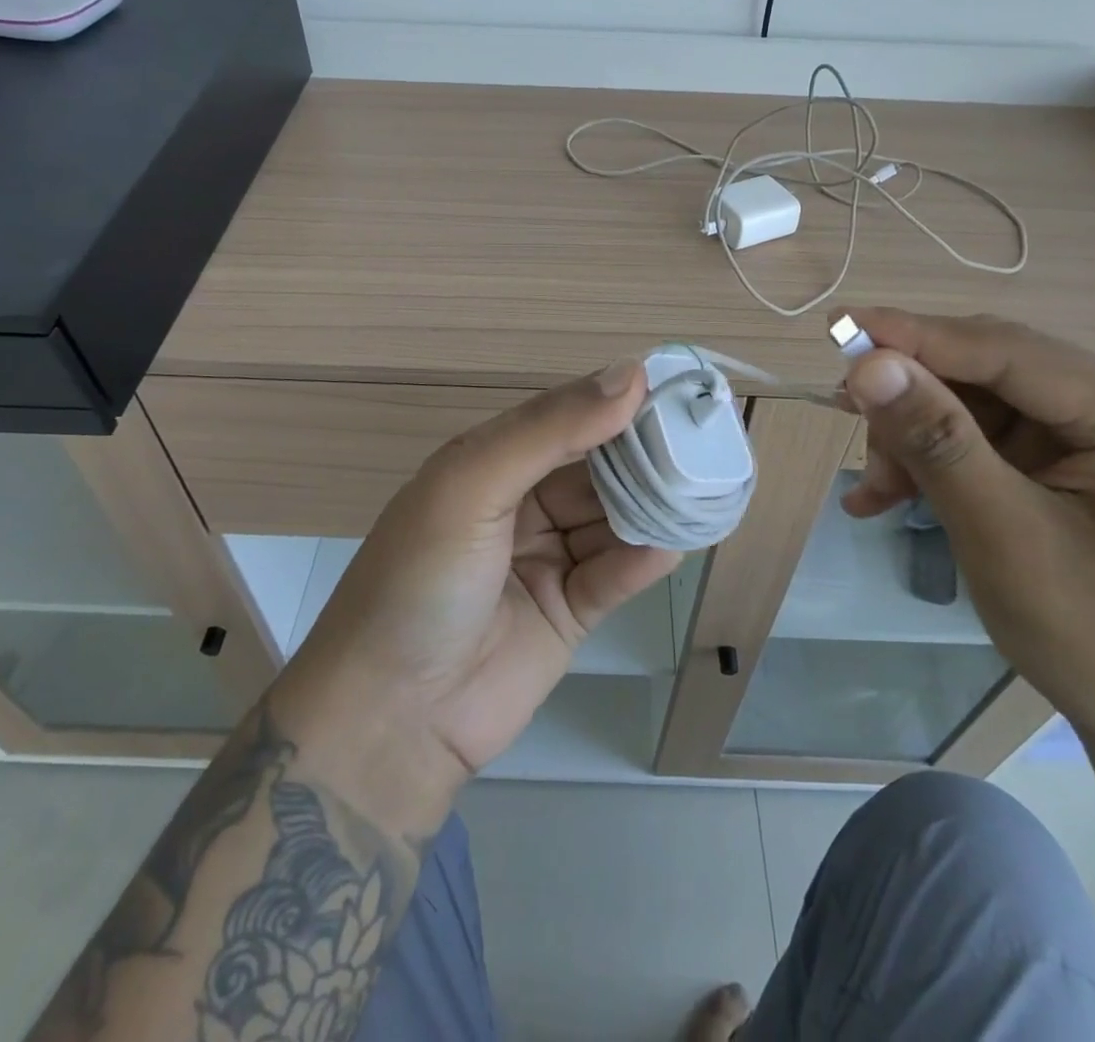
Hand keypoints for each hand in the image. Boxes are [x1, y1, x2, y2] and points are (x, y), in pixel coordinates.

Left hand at [267, 360, 680, 833]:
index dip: (613, 402)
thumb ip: (549, 431)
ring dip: (652, 506)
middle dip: (643, 456)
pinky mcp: (569, 613)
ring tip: (705, 489)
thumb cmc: (421, 582)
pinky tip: (673, 544)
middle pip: (595, 469)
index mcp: (489, 465)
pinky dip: (643, 559)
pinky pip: (615, 575)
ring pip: (612, 520)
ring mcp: (546, 560)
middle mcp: (520, 505)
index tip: (673, 388)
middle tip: (703, 441)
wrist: (390, 719)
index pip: (563, 419)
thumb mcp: (471, 486)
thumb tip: (629, 375)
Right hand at [837, 307, 1094, 817]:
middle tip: (845, 423)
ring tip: (876, 491)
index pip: (1007, 350)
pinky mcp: (1072, 465)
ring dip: (914, 441)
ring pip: (974, 407)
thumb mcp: (1005, 536)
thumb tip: (866, 364)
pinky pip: (983, 442)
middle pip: (987, 374)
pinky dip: (933, 465)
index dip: (915, 337)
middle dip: (912, 403)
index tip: (836, 328)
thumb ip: (937, 441)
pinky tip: (889, 498)